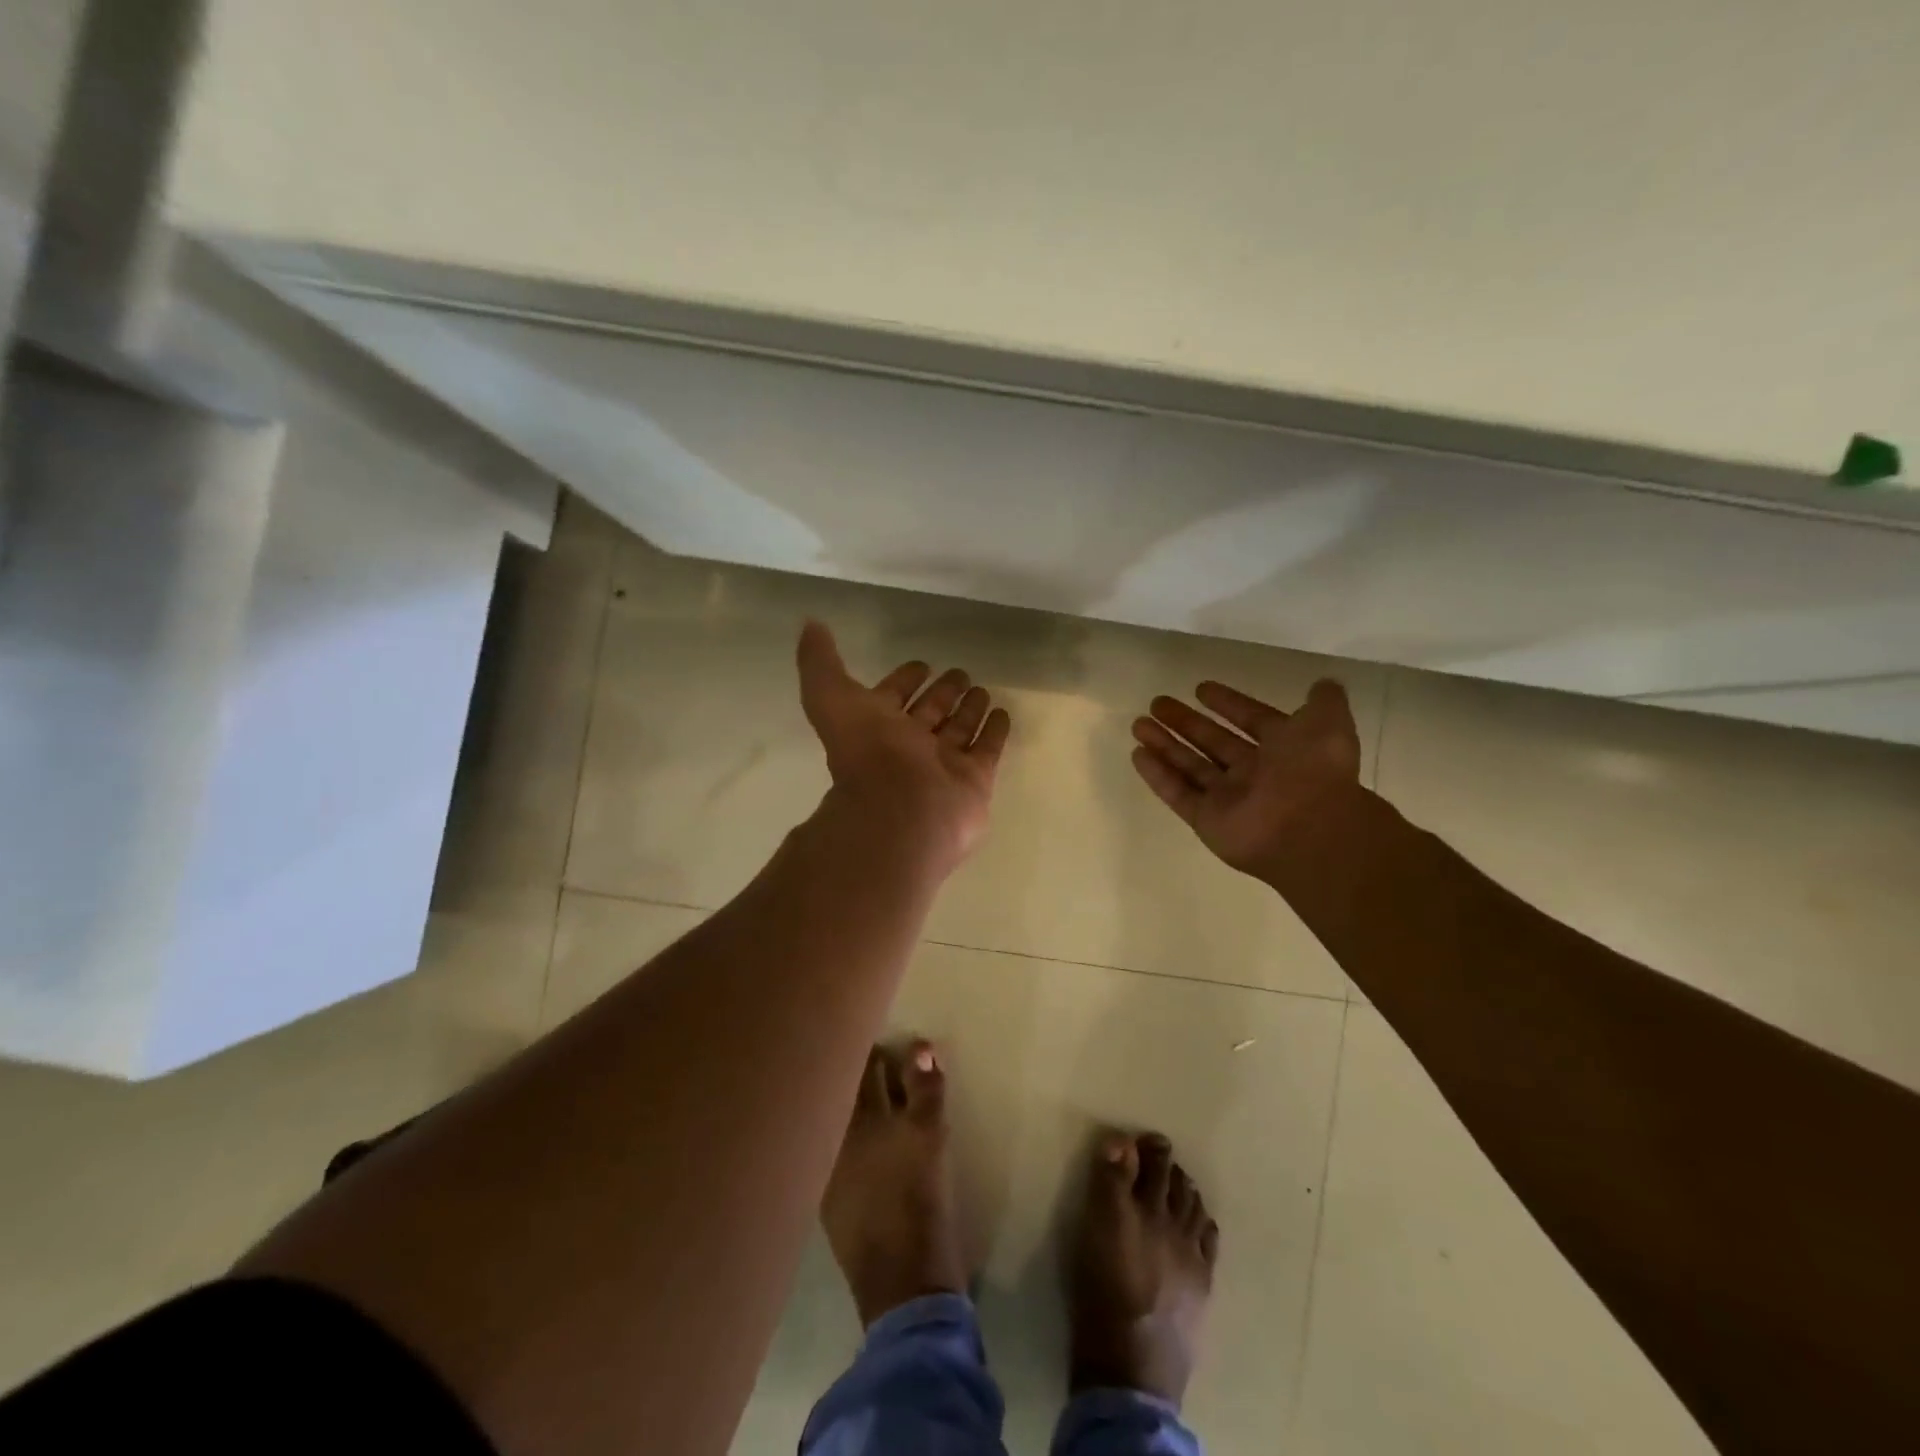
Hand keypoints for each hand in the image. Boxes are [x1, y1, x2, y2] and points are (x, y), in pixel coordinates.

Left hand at [797, 620, 1011, 872]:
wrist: (900, 810)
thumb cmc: (866, 752)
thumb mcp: (830, 696)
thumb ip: (820, 661)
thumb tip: (810, 625)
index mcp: (876, 727)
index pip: (894, 696)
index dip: (905, 679)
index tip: (922, 664)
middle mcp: (909, 746)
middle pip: (930, 712)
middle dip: (943, 692)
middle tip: (960, 673)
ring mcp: (943, 764)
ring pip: (959, 729)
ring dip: (969, 708)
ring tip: (982, 689)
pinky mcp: (973, 780)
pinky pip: (986, 749)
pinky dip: (995, 731)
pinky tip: (1003, 713)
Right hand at [1131, 678, 1360, 879]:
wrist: (1308, 829)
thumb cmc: (1315, 771)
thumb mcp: (1328, 723)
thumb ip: (1324, 701)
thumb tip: (1323, 684)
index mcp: (1284, 749)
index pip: (1250, 720)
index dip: (1227, 704)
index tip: (1200, 688)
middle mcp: (1254, 773)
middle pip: (1212, 742)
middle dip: (1185, 722)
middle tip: (1156, 703)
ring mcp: (1228, 798)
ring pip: (1190, 765)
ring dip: (1164, 744)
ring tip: (1138, 724)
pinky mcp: (1206, 820)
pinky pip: (1178, 793)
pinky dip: (1158, 775)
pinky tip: (1137, 754)